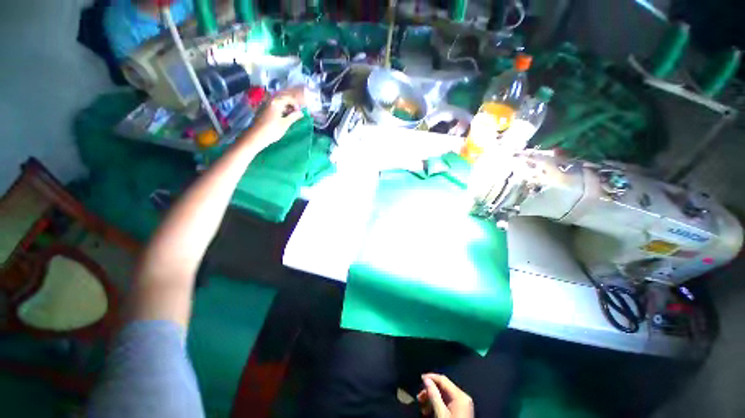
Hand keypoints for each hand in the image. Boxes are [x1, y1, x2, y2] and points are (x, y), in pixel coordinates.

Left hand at [242, 87, 304, 149]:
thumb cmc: (272, 130)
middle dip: (291, 104)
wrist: (256, 136)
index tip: (300, 112)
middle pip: (283, 98)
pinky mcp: (263, 109)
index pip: (289, 98)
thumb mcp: (285, 124)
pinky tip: (284, 116)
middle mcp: (270, 100)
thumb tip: (301, 113)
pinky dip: (281, 109)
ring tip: (291, 115)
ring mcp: (266, 104)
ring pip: (278, 102)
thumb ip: (293, 117)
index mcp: (276, 102)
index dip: (296, 104)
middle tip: (297, 113)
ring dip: (286, 107)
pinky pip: (274, 106)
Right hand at [417, 374, 473, 417]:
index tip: (420, 379)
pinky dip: (438, 404)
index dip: (431, 377)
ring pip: (444, 395)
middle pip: (443, 387)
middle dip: (430, 391)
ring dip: (432, 398)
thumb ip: (433, 395)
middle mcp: (462, 397)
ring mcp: (462, 404)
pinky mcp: (461, 411)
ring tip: (422, 406)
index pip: (443, 380)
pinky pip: (447, 402)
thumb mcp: (440, 413)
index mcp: (460, 395)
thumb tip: (426, 380)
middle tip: (419, 398)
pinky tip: (430, 411)